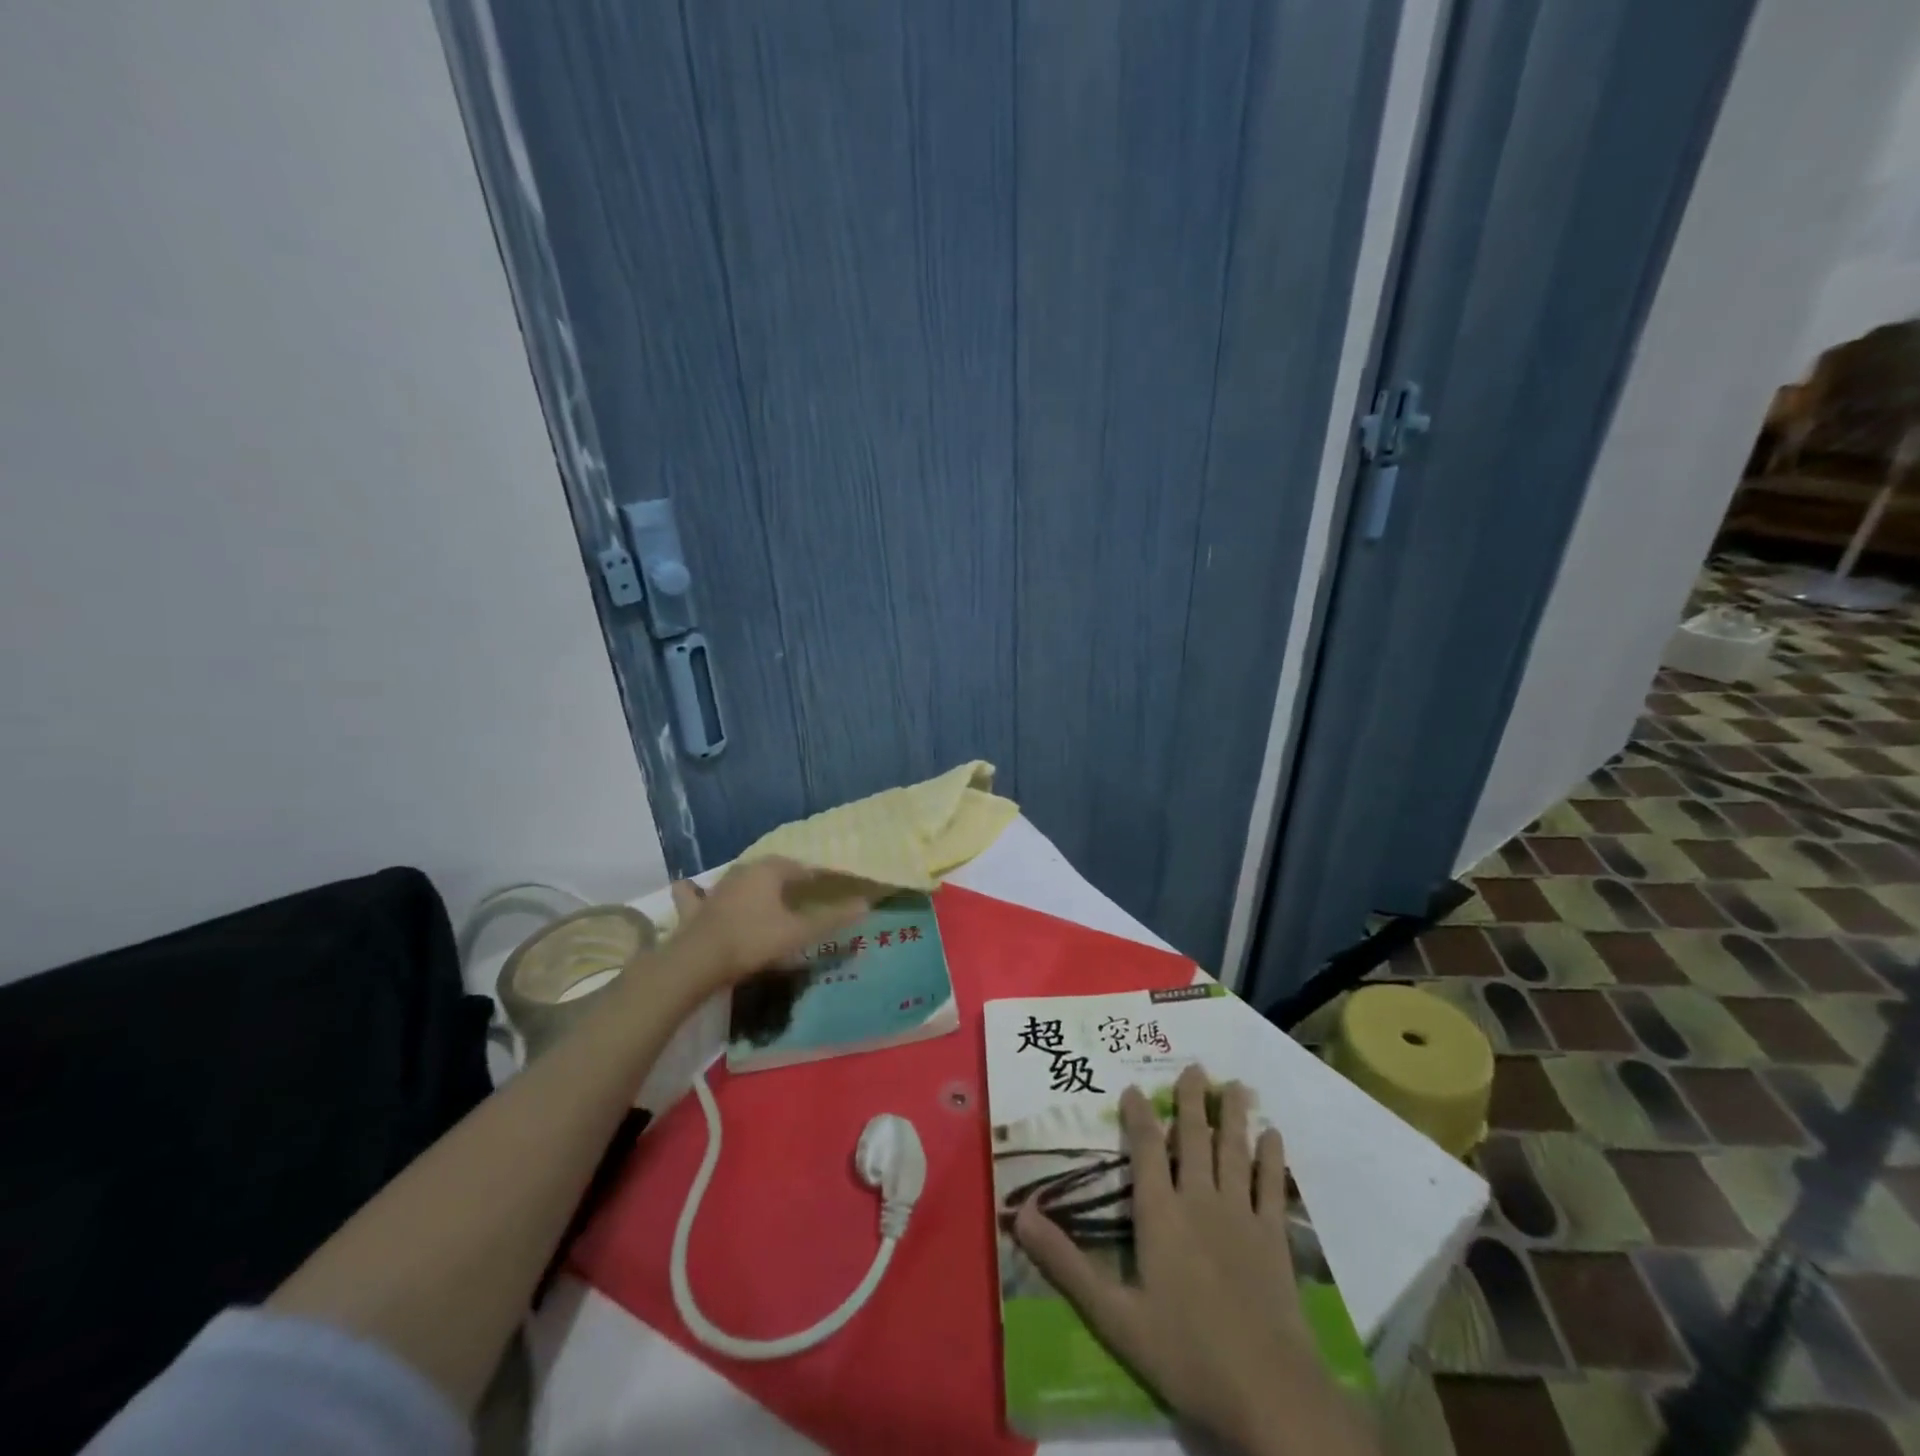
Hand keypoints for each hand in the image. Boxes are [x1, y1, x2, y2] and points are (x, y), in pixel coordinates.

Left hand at [667, 857, 870, 984]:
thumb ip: (832, 919)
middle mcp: (743, 870)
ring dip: (751, 885)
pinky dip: (698, 893)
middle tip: (802, 896)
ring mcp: (716, 887)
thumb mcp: (799, 932)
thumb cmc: (754, 940)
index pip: (803, 869)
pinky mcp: (694, 907)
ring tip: (763, 897)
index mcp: (770, 870)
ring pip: (739, 878)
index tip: (831, 890)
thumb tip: (866, 905)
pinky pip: (697, 894)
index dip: (818, 879)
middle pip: (772, 870)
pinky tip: (697, 894)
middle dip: (787, 879)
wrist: (698, 961)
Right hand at [1013, 1067, 1375, 1455]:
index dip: (1138, 1115)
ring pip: (1234, 1151)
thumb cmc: (1184, 1352)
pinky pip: (1272, 1187)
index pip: (1144, 1149)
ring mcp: (1240, 1215)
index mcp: (1159, 1213)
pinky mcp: (1274, 1238)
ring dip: (1233, 1116)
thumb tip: (1021, 1214)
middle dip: (1191, 1100)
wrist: (1266, 1390)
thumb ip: (1066, 1263)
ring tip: (1236, 1085)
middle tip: (1195, 1066)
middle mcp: (1198, 1200)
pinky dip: (1272, 1159)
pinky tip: (1274, 1136)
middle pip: (1192, 1139)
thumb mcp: (1113, 1314)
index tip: (1134, 1087)